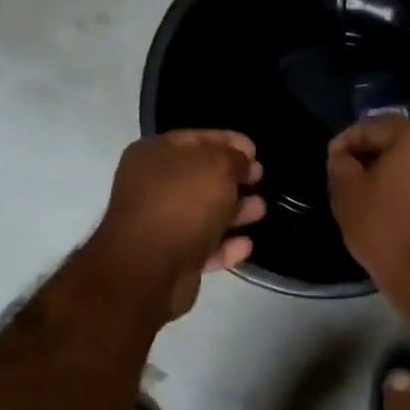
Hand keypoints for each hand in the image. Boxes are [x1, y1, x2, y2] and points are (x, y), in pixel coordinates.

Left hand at [93, 130, 265, 319]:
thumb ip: (233, 158)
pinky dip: (225, 245)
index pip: (196, 139)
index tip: (255, 150)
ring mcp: (160, 224)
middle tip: (260, 178)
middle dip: (233, 178)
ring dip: (234, 211)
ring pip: (204, 213)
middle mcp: (153, 186)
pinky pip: (204, 246)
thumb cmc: (181, 204)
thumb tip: (243, 161)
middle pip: (200, 177)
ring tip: (261, 210)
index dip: (228, 141)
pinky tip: (246, 245)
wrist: (148, 270)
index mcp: (154, 155)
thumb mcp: (216, 166)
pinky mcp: (171, 258)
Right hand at [327, 118, 409, 322]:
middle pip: (403, 143)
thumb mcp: (348, 197)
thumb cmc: (390, 232)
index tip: (331, 161)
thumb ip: (340, 164)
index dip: (346, 143)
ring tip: (378, 201)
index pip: (374, 127)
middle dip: (376, 158)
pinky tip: (405, 216)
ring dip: (400, 175)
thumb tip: (344, 155)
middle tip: (352, 181)